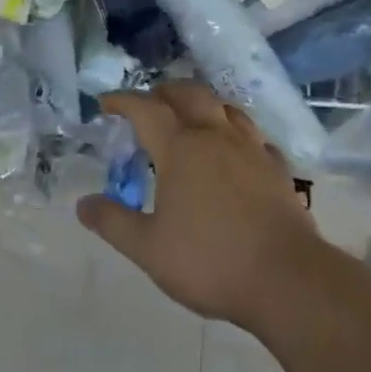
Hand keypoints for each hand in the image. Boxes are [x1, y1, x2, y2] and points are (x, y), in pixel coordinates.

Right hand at [75, 83, 324, 334]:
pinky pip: (254, 137)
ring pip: (225, 108)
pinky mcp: (276, 169)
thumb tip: (83, 204)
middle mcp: (215, 136)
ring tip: (192, 116)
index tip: (105, 104)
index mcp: (180, 148)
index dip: (122, 101)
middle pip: (188, 94)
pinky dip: (237, 134)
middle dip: (164, 92)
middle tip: (149, 103)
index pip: (145, 109)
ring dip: (203, 103)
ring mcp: (251, 149)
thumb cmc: (210, 260)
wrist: (287, 279)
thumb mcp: (149, 249)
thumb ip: (113, 223)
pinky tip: (237, 150)